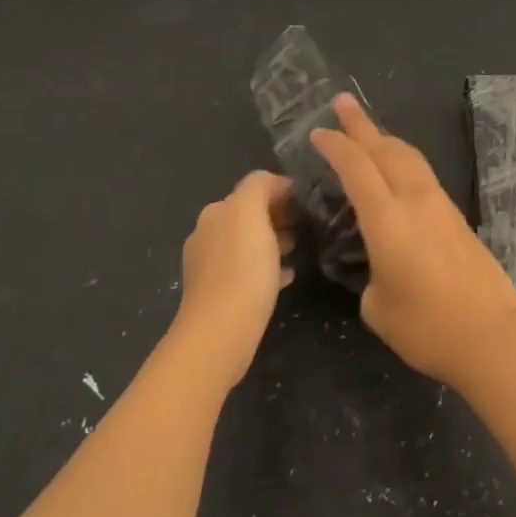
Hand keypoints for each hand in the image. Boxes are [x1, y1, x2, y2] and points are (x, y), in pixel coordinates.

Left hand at [172, 170, 295, 388]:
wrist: (220, 332)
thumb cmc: (241, 267)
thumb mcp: (251, 211)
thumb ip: (260, 186)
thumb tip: (275, 184)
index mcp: (215, 213)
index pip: (253, 188)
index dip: (282, 190)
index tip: (307, 201)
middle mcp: (208, 235)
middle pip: (249, 216)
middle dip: (278, 216)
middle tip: (307, 224)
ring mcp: (211, 268)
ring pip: (250, 244)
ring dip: (274, 241)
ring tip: (300, 248)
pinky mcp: (220, 296)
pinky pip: (249, 273)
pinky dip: (269, 268)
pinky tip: (288, 276)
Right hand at [311, 95, 515, 388]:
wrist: (492, 334)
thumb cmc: (428, 326)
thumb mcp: (378, 306)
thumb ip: (369, 275)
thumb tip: (378, 263)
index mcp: (388, 217)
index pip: (356, 167)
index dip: (335, 145)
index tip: (317, 132)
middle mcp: (414, 199)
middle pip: (385, 148)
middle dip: (360, 124)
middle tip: (341, 102)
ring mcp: (439, 203)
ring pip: (408, 156)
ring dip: (384, 139)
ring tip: (368, 131)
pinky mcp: (455, 215)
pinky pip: (421, 172)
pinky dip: (401, 159)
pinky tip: (396, 170)